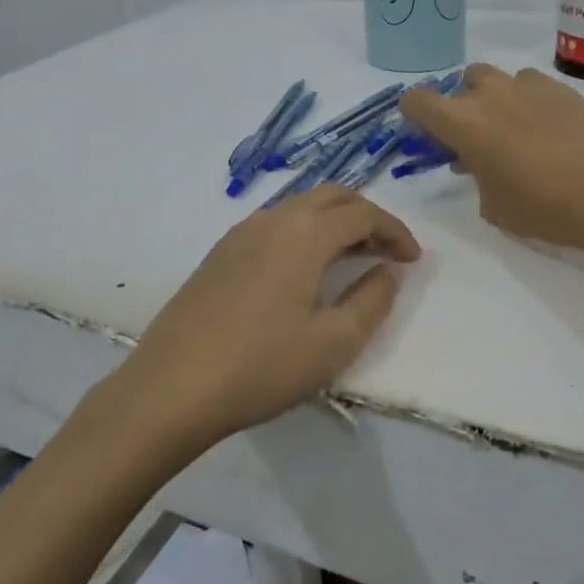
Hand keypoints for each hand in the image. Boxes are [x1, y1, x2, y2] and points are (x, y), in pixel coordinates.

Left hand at [118, 185, 420, 448]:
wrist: (171, 387)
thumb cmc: (262, 366)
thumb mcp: (334, 343)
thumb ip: (372, 300)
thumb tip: (387, 271)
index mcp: (305, 234)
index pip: (363, 214)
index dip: (395, 232)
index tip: (412, 260)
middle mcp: (272, 219)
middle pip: (331, 196)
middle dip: (366, 216)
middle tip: (386, 251)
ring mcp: (240, 233)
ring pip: (299, 207)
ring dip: (333, 223)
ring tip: (350, 260)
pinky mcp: (219, 253)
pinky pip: (274, 225)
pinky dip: (303, 233)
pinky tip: (303, 271)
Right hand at [401, 63, 583, 253]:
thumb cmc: (542, 207)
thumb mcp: (495, 206)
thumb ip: (477, 179)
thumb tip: (480, 166)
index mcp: (463, 122)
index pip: (417, 100)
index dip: (416, 116)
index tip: (430, 136)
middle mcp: (490, 94)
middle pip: (461, 83)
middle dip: (463, 106)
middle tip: (478, 139)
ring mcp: (529, 86)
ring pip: (499, 79)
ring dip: (497, 100)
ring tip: (515, 131)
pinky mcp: (563, 88)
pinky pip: (533, 85)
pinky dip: (530, 101)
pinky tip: (549, 129)